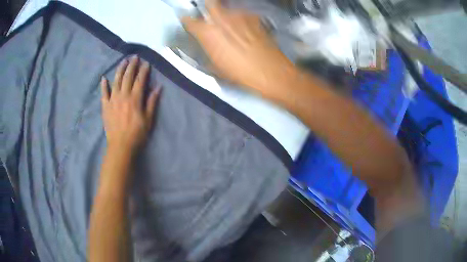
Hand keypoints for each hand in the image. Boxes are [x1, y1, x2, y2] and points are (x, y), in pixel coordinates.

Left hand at [100, 56, 160, 151]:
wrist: (120, 146)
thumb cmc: (137, 134)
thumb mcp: (148, 119)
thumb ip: (152, 102)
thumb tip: (158, 87)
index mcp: (135, 99)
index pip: (140, 80)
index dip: (144, 70)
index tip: (146, 63)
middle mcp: (123, 95)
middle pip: (128, 77)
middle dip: (132, 66)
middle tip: (134, 57)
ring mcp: (113, 100)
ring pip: (116, 81)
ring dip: (120, 70)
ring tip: (123, 61)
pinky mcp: (105, 106)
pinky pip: (104, 93)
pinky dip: (104, 85)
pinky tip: (104, 78)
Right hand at [182, 0, 295, 98]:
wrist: (271, 71)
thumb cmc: (240, 73)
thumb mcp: (216, 67)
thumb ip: (207, 50)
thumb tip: (205, 44)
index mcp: (208, 32)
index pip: (189, 21)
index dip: (187, 21)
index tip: (188, 22)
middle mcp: (223, 18)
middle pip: (210, 2)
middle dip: (208, 7)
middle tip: (209, 15)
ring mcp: (240, 16)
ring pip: (228, 8)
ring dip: (226, 14)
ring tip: (231, 25)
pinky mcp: (255, 18)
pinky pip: (243, 15)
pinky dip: (241, 19)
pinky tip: (245, 29)